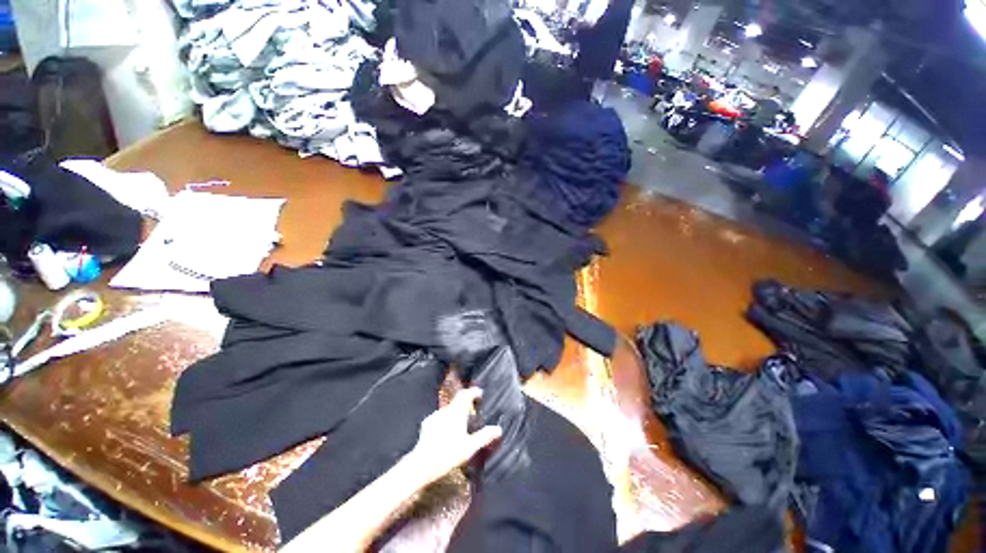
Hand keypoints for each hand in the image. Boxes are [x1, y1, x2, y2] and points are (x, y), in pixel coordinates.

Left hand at [406, 387, 501, 484]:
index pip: (466, 395)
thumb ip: (484, 436)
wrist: (421, 464)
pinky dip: (445, 419)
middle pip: (457, 400)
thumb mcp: (469, 447)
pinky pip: (439, 416)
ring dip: (454, 411)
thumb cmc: (448, 454)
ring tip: (459, 421)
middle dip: (464, 401)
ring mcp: (435, 416)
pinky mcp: (426, 424)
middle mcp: (446, 410)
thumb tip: (498, 429)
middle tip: (471, 407)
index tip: (479, 393)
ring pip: (447, 409)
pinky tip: (445, 429)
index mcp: (457, 412)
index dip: (473, 392)